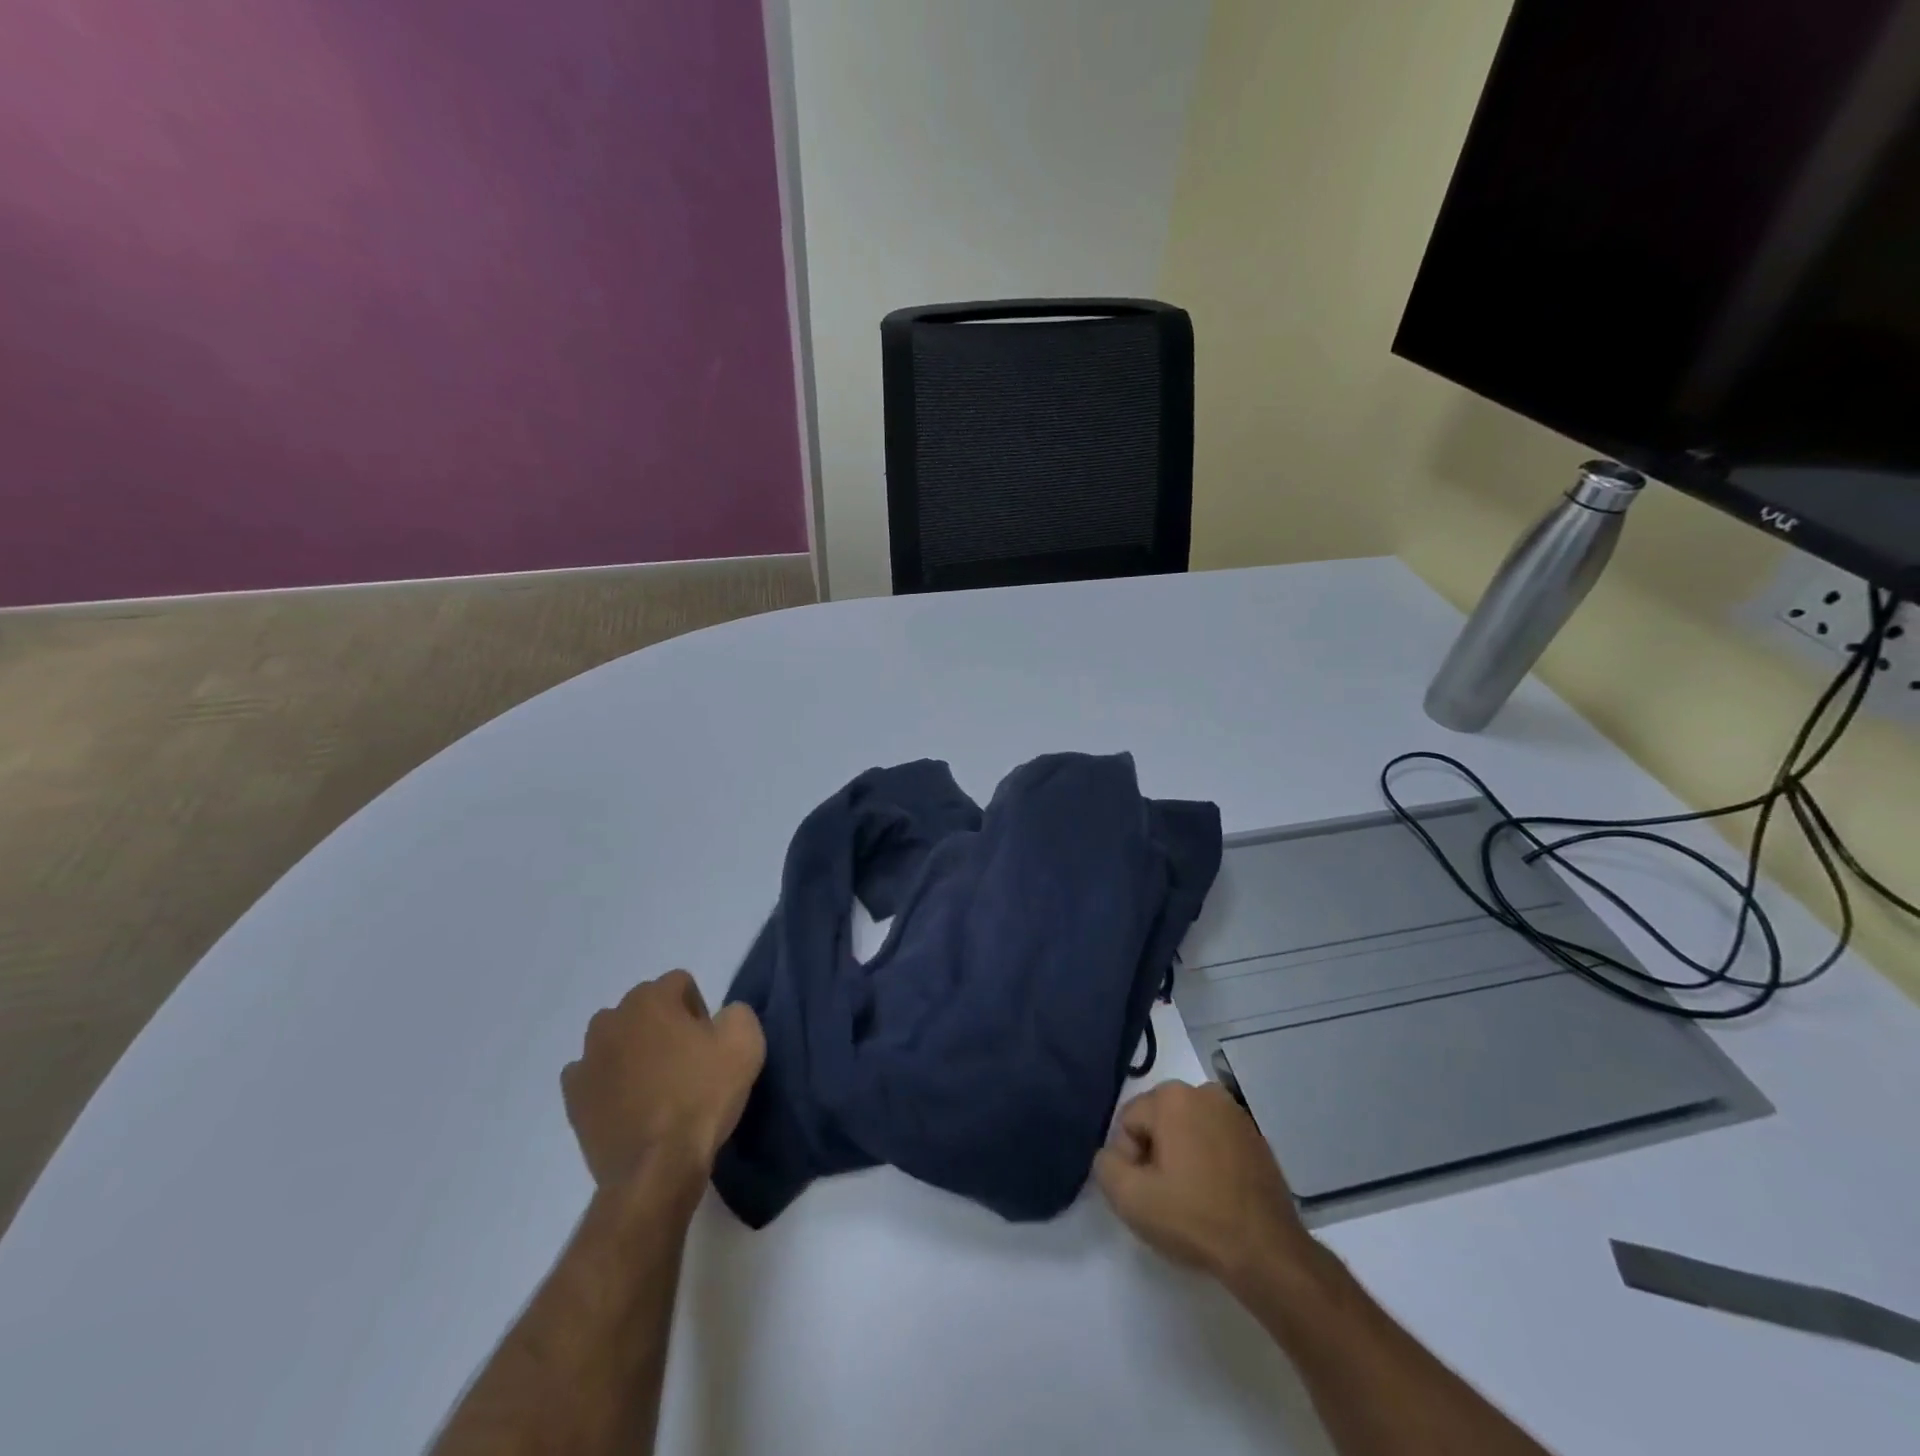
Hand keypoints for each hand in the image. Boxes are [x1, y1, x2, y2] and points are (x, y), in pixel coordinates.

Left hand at [561, 970, 765, 1189]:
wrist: (656, 1168)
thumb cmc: (701, 1096)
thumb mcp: (746, 1042)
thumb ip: (737, 1012)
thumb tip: (722, 1017)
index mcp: (650, 998)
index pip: (680, 984)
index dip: (700, 1010)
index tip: (709, 1044)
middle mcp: (611, 1019)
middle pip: (646, 1009)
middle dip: (664, 1027)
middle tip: (686, 1064)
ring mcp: (586, 1059)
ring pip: (618, 1040)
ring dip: (635, 1052)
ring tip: (657, 1087)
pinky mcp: (573, 1097)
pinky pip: (595, 1075)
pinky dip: (611, 1083)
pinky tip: (630, 1105)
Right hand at [1095, 1081, 1315, 1283]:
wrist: (1268, 1253)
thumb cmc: (1195, 1218)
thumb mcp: (1129, 1198)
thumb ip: (1105, 1165)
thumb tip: (1112, 1155)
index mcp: (1172, 1096)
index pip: (1128, 1123)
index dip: (1128, 1161)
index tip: (1145, 1193)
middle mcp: (1204, 1092)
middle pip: (1157, 1122)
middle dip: (1154, 1155)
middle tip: (1166, 1197)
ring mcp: (1235, 1113)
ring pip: (1186, 1131)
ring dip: (1181, 1157)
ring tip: (1192, 1199)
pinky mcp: (1256, 1138)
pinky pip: (1214, 1142)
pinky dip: (1208, 1162)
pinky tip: (1215, 1197)